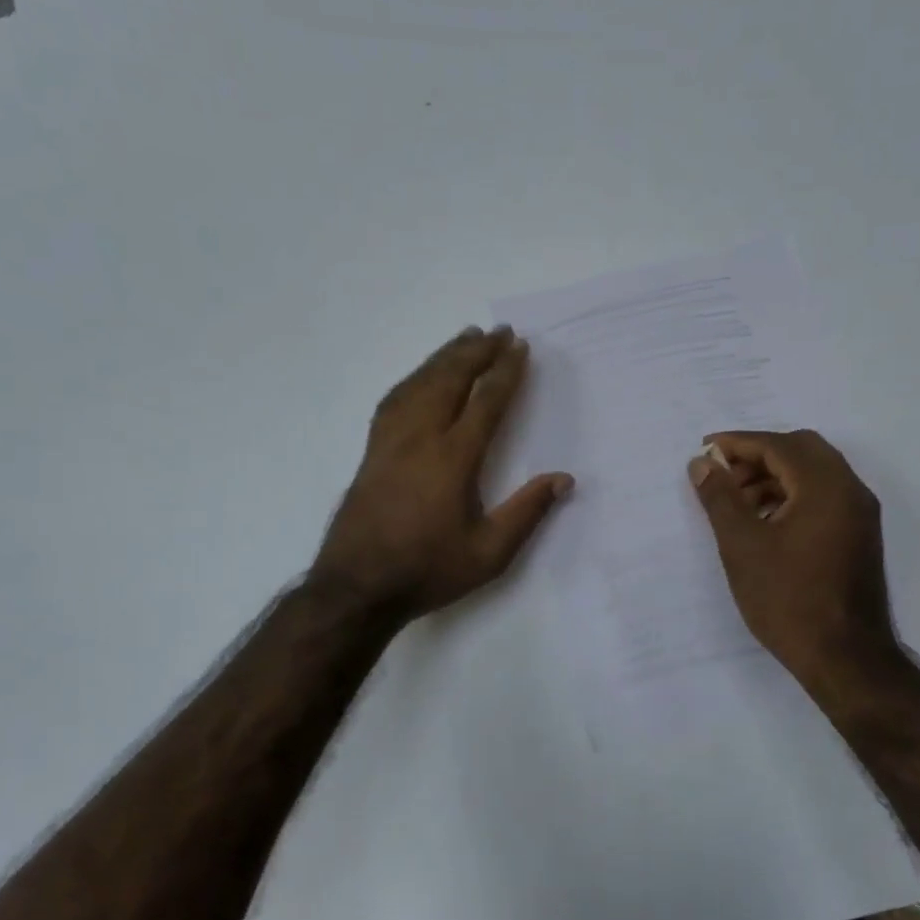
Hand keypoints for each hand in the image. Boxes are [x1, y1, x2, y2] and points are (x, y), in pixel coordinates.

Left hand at [314, 326, 571, 618]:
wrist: (356, 587)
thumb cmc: (427, 570)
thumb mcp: (489, 553)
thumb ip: (527, 513)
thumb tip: (563, 479)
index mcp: (453, 459)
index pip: (485, 401)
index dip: (505, 371)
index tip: (520, 347)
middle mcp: (420, 438)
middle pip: (450, 379)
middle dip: (477, 351)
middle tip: (498, 331)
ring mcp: (390, 440)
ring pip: (420, 383)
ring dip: (445, 356)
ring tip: (465, 337)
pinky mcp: (372, 449)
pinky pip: (395, 398)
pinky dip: (415, 377)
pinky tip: (422, 374)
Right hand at [688, 430, 898, 696]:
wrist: (846, 659)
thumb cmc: (788, 599)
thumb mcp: (742, 545)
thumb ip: (720, 497)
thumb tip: (703, 463)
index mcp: (825, 486)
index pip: (778, 445)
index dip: (738, 443)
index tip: (706, 450)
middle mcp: (850, 490)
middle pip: (802, 450)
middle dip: (758, 456)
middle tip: (724, 476)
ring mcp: (860, 514)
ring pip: (814, 473)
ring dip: (775, 476)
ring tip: (737, 503)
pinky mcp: (859, 536)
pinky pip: (824, 496)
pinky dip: (792, 496)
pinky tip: (764, 522)